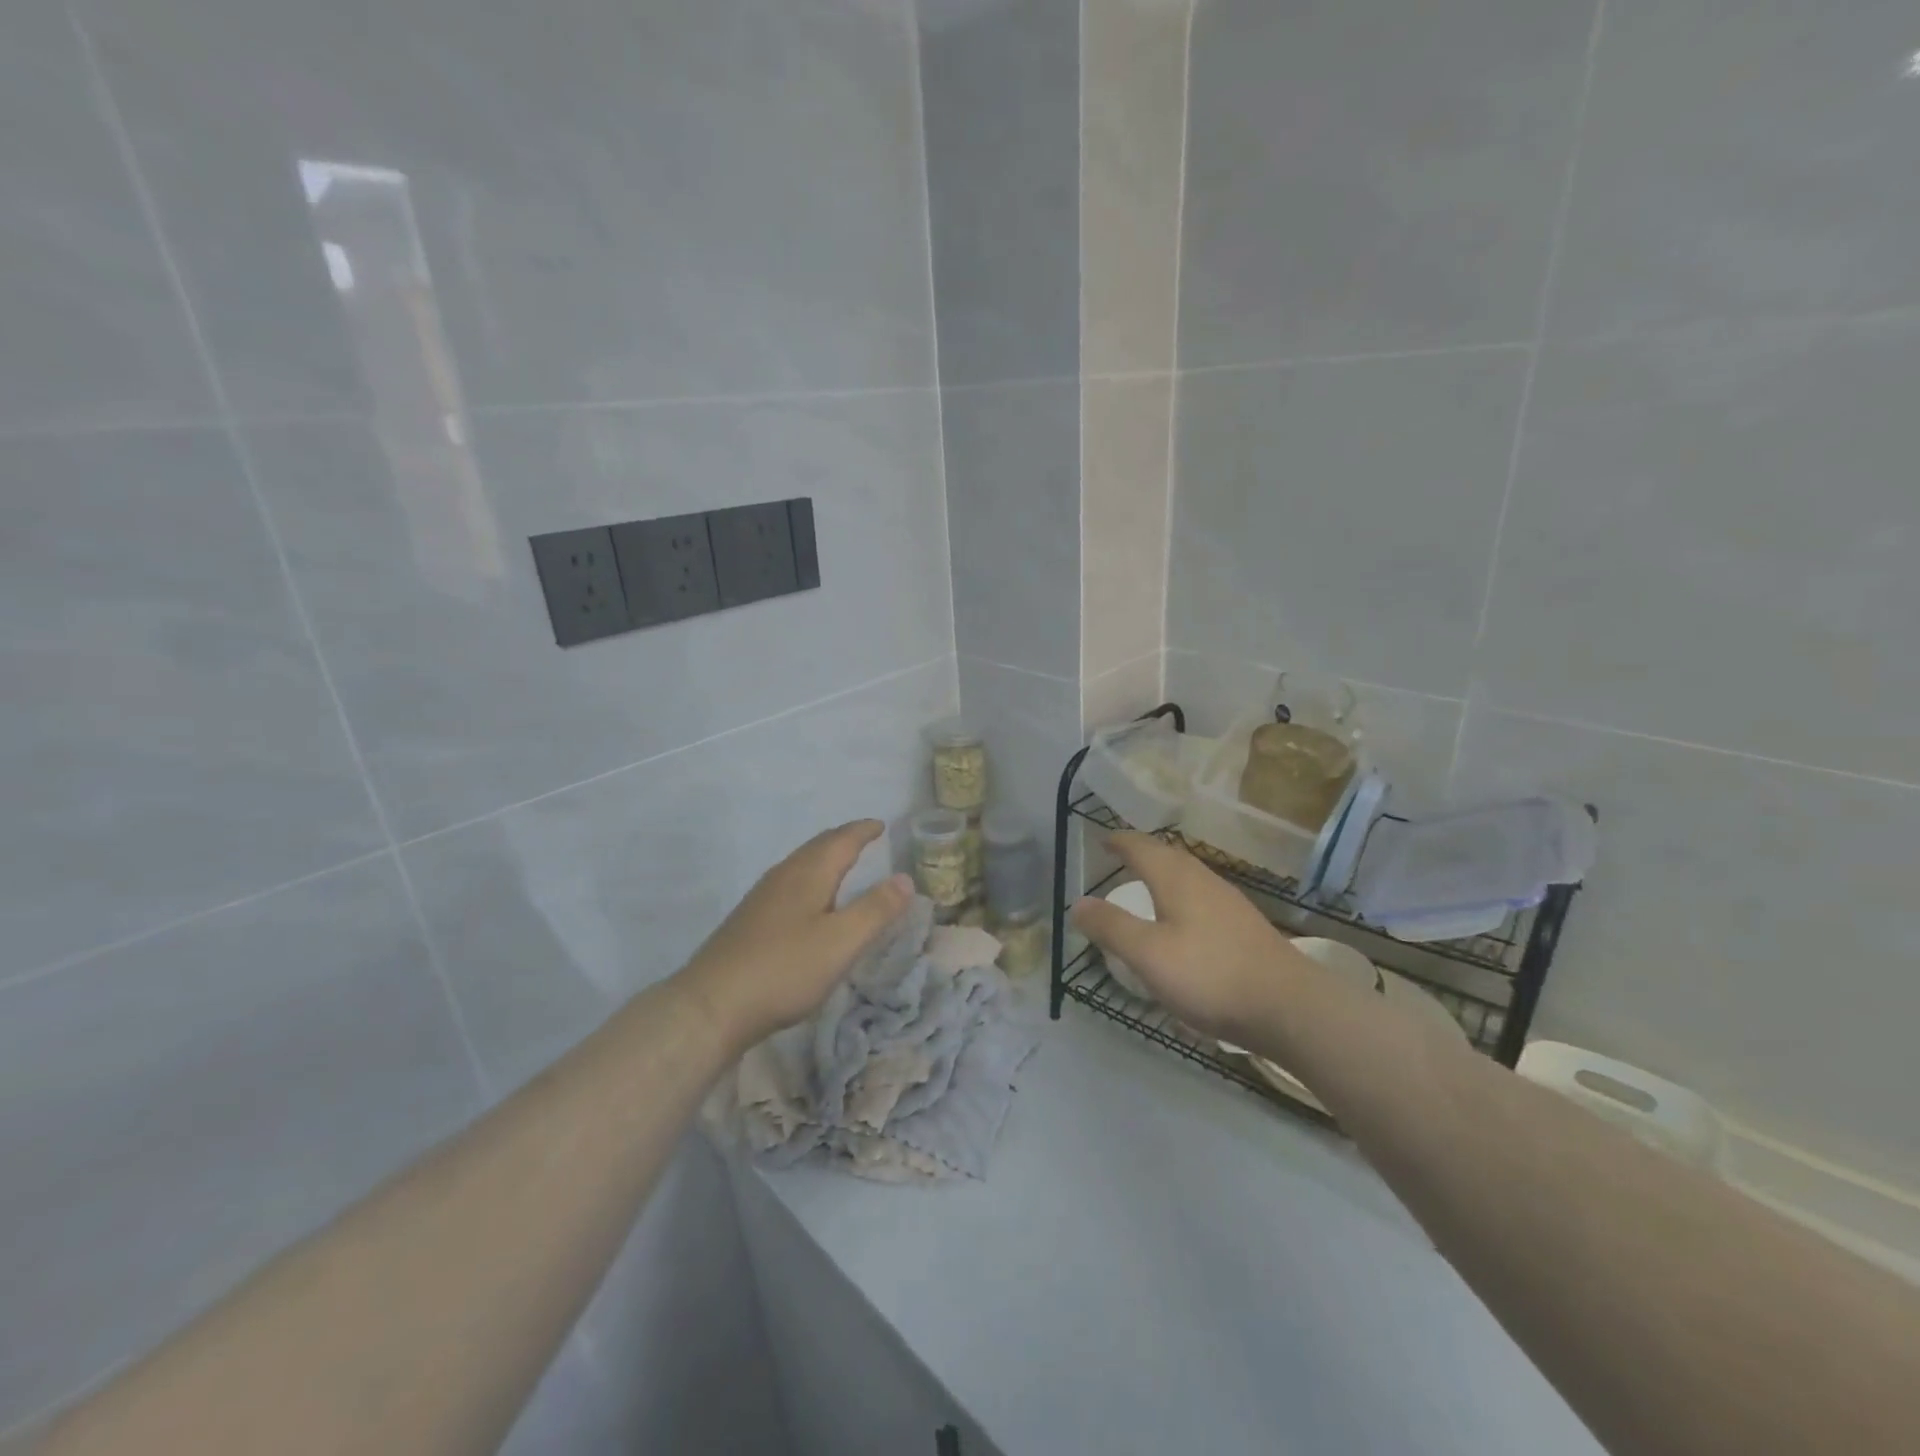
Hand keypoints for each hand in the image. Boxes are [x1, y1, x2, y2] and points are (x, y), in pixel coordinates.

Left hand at [679, 820, 913, 1049]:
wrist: (711, 1005)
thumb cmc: (784, 969)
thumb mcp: (841, 942)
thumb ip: (876, 910)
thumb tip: (905, 878)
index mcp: (808, 874)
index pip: (841, 841)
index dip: (862, 831)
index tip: (880, 825)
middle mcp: (783, 877)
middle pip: (817, 847)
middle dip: (842, 839)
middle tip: (864, 837)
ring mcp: (761, 898)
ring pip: (800, 865)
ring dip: (823, 858)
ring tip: (841, 864)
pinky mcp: (749, 921)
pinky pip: (788, 884)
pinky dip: (809, 879)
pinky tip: (807, 903)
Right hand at [1071, 833, 1309, 1046]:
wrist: (1290, 1007)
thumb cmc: (1210, 975)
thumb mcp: (1148, 955)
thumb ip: (1111, 927)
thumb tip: (1077, 903)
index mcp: (1176, 879)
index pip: (1142, 847)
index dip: (1119, 841)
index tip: (1102, 840)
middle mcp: (1204, 880)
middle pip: (1168, 856)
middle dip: (1142, 853)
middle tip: (1121, 858)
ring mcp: (1229, 902)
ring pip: (1189, 876)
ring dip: (1164, 874)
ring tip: (1148, 886)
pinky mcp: (1245, 927)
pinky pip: (1203, 897)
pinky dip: (1182, 896)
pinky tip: (1184, 923)